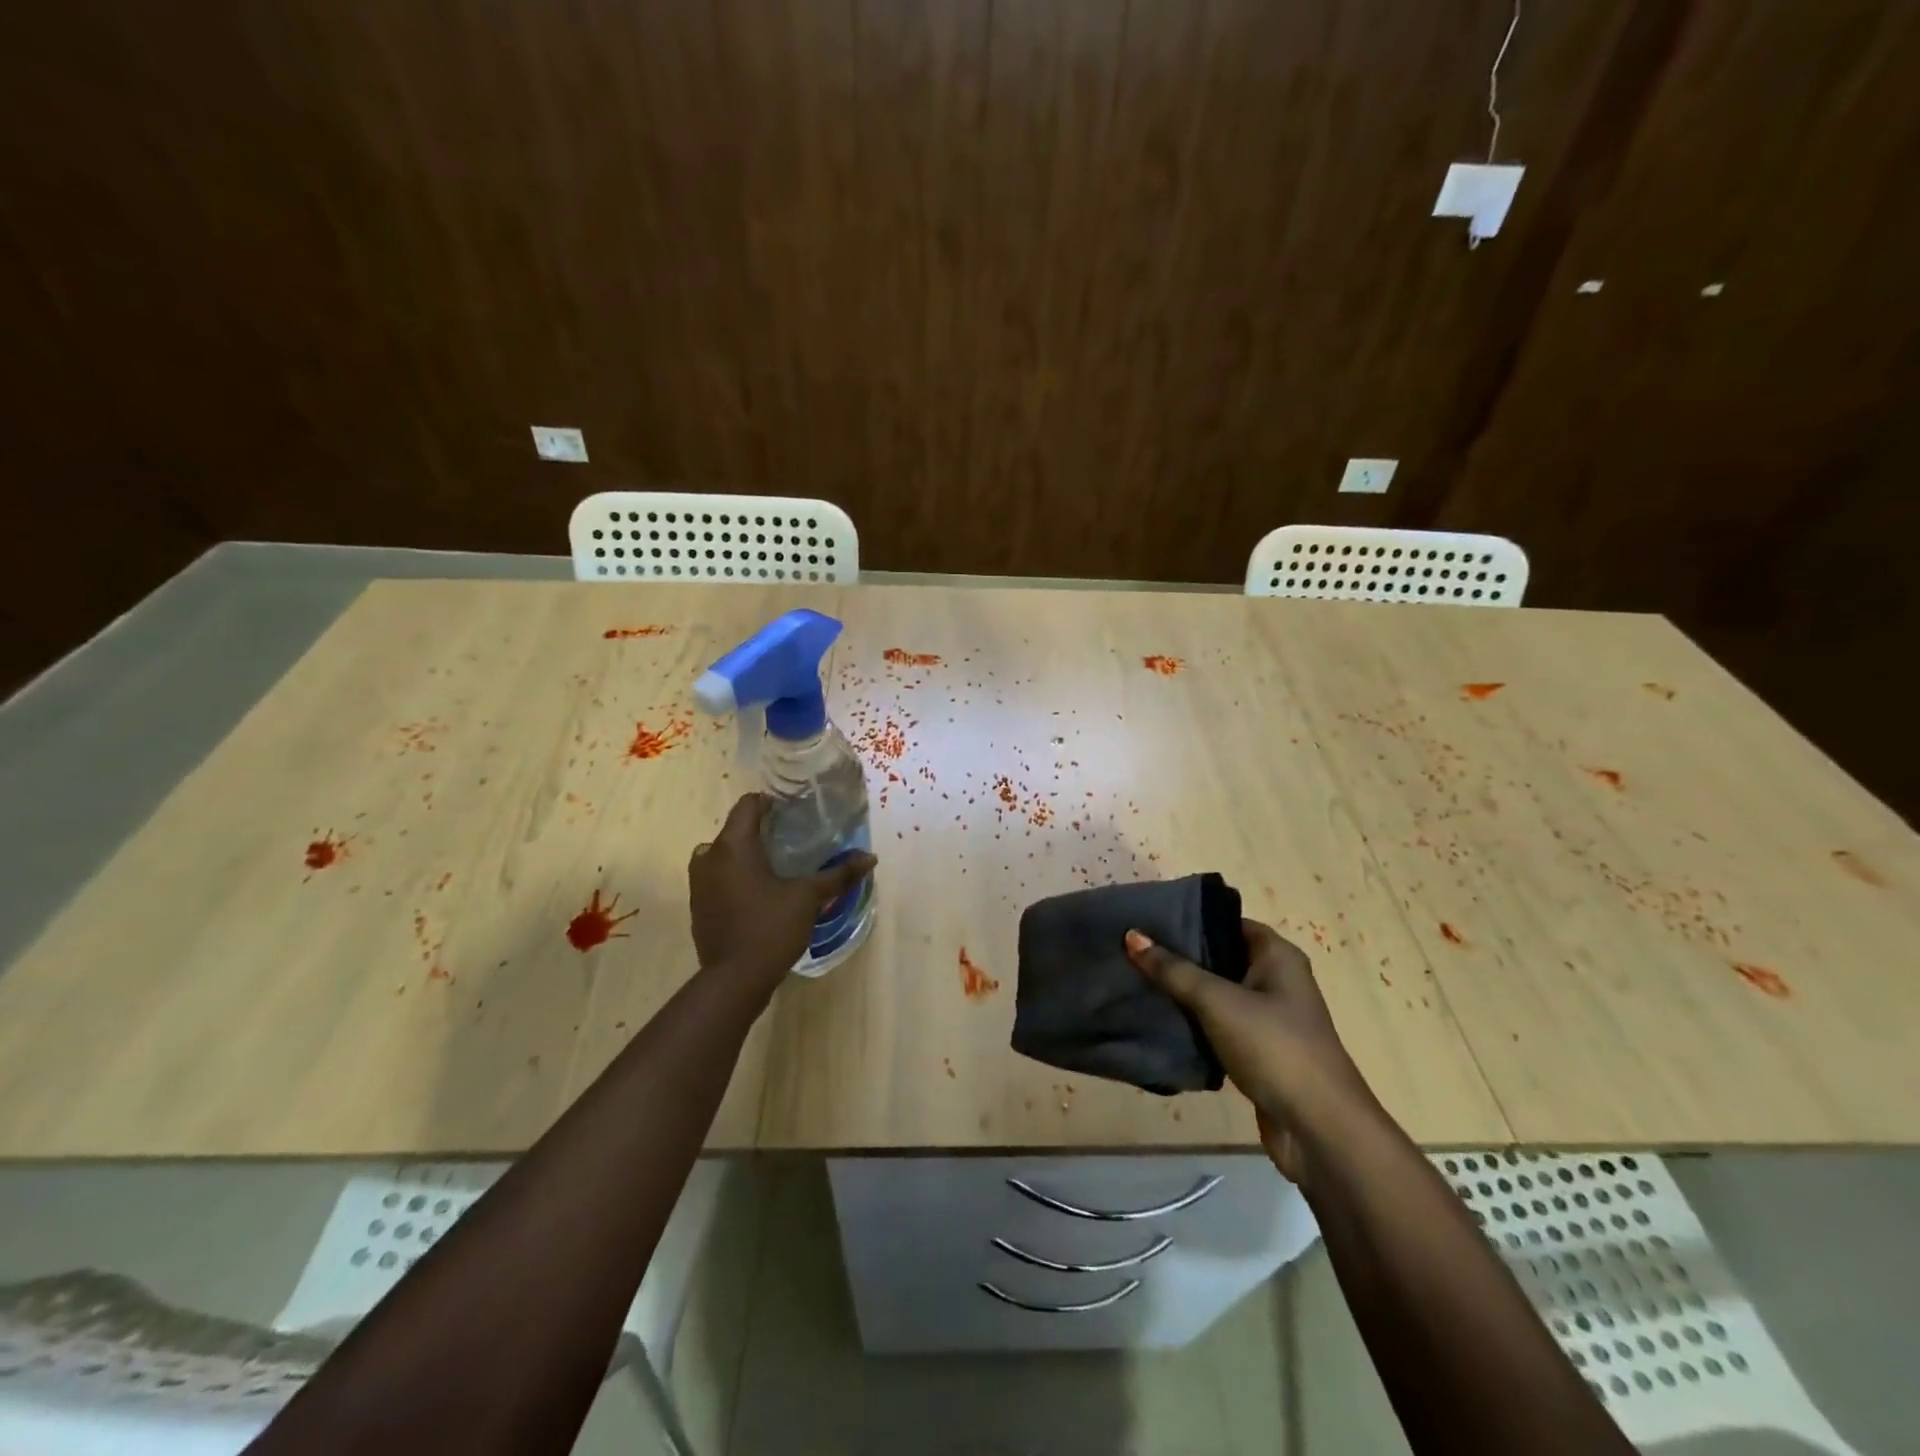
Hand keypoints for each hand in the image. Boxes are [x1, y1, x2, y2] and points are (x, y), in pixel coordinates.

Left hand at [690, 794, 876, 988]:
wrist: (734, 980)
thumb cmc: (771, 928)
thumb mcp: (808, 898)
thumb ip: (838, 875)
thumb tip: (870, 857)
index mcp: (733, 846)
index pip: (748, 805)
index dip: (771, 803)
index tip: (794, 811)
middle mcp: (709, 857)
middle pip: (736, 829)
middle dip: (762, 830)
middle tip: (793, 838)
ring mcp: (699, 883)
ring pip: (724, 854)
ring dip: (746, 854)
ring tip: (777, 865)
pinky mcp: (699, 905)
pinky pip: (718, 877)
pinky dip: (736, 876)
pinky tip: (759, 892)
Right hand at [1125, 919, 1374, 1184]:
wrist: (1320, 1129)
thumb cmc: (1274, 1047)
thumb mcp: (1218, 1002)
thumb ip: (1173, 970)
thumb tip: (1132, 935)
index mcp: (1277, 956)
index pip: (1227, 922)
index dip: (1190, 918)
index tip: (1148, 919)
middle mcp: (1276, 980)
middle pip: (1220, 956)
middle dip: (1180, 955)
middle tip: (1133, 948)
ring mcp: (1269, 1018)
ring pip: (1217, 993)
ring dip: (1184, 992)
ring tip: (1136, 979)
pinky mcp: (1259, 1052)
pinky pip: (1218, 1026)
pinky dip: (1193, 1023)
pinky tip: (1159, 1019)